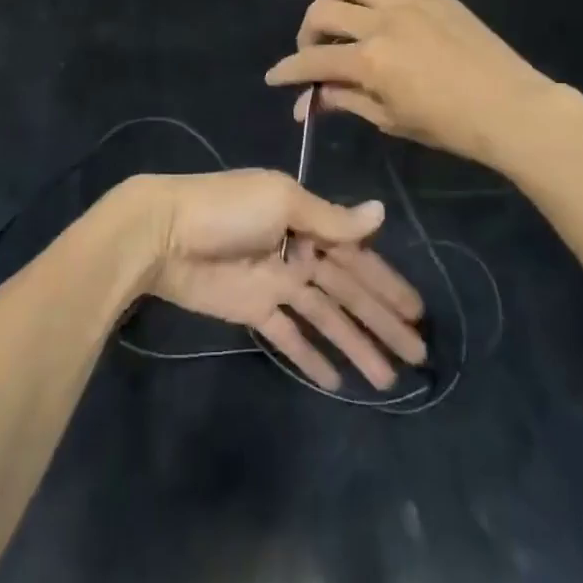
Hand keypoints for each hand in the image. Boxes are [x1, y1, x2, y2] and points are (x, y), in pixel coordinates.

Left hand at [116, 169, 425, 391]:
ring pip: (325, 317)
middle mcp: (297, 251)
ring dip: (355, 345)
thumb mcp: (282, 201)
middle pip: (348, 290)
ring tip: (387, 381)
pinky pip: (288, 335)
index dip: (387, 283)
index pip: (357, 256)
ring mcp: (276, 283)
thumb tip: (381, 214)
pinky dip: (310, 355)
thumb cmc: (227, 210)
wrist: (164, 233)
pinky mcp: (253, 310)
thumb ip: (330, 217)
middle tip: (419, 356)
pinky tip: (335, 381)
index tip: (418, 312)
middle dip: (381, 320)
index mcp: (306, 220)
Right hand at [264, 0, 568, 171]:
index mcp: (370, 61)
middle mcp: (382, 22)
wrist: (511, 108)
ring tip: (333, 12)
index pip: (313, 59)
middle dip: (306, 31)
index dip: (288, 70)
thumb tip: (311, 101)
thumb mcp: (391, 118)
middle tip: (312, 50)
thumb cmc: (450, 125)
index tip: (274, 77)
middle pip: (323, 10)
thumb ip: (347, 100)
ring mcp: (408, 2)